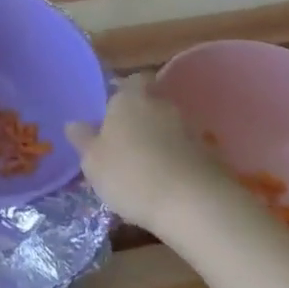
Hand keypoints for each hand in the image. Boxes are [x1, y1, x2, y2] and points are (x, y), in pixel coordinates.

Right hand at [65, 73, 235, 231]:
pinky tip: (169, 186)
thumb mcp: (92, 161)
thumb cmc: (131, 174)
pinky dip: (179, 164)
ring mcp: (193, 131)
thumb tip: (75, 124)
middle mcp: (163, 106)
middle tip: (124, 144)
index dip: (123, 93)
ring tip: (146, 170)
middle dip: (141, 120)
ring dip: (161, 143)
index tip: (112, 113)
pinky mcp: (213, 158)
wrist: (196, 206)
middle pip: (151, 105)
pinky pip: (188, 154)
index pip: (131, 81)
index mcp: (130, 98)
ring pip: (170, 129)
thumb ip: (83, 139)